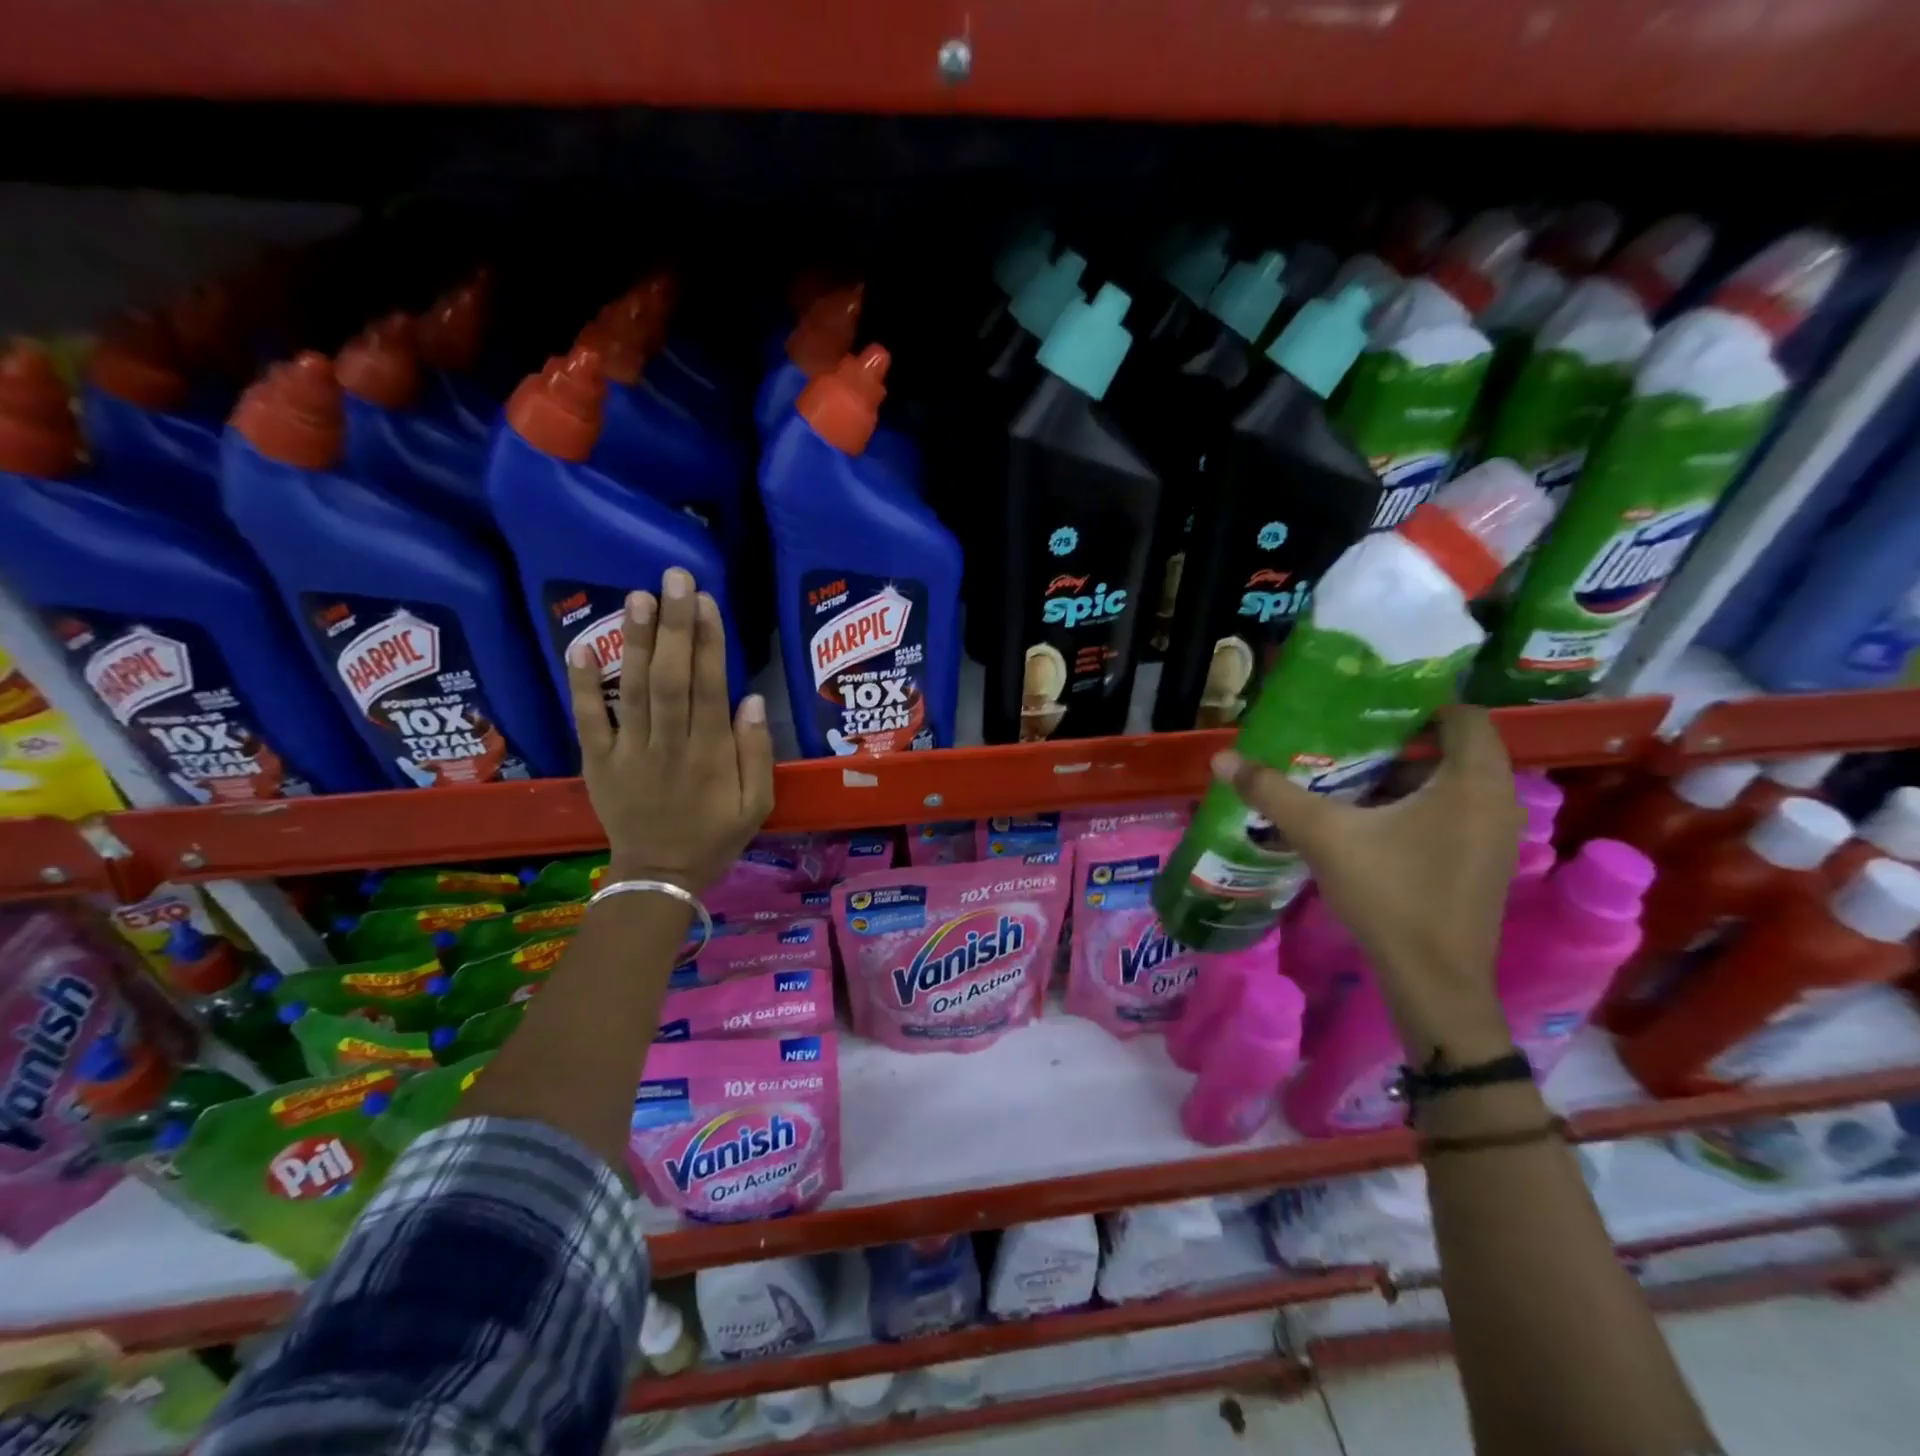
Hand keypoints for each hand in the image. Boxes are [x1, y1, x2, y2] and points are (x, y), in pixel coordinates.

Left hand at [566, 567, 773, 894]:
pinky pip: (588, 720)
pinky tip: (581, 646)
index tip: (706, 601)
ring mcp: (628, 751)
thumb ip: (756, 753)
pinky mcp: (598, 761)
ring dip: (635, 642)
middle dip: (674, 626)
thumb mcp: (757, 803)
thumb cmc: (716, 835)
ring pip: (633, 690)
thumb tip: (750, 700)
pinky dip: (583, 685)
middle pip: (671, 679)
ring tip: (637, 596)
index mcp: (710, 754)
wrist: (659, 874)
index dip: (709, 643)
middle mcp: (669, 745)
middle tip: (674, 577)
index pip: (710, 688)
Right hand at [1214, 706, 1520, 1061]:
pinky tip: (1369, 820)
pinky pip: (1454, 812)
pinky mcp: (1483, 862)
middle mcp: (1497, 801)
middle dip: (1400, 741)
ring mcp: (1495, 835)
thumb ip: (1273, 793)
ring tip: (1348, 774)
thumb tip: (1222, 758)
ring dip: (1406, 775)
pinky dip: (1417, 805)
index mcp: (1473, 782)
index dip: (1417, 705)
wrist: (1433, 980)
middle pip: (1454, 748)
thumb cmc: (1390, 895)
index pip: (1462, 715)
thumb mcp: (1323, 835)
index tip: (1366, 710)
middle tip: (1346, 739)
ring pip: (1453, 783)